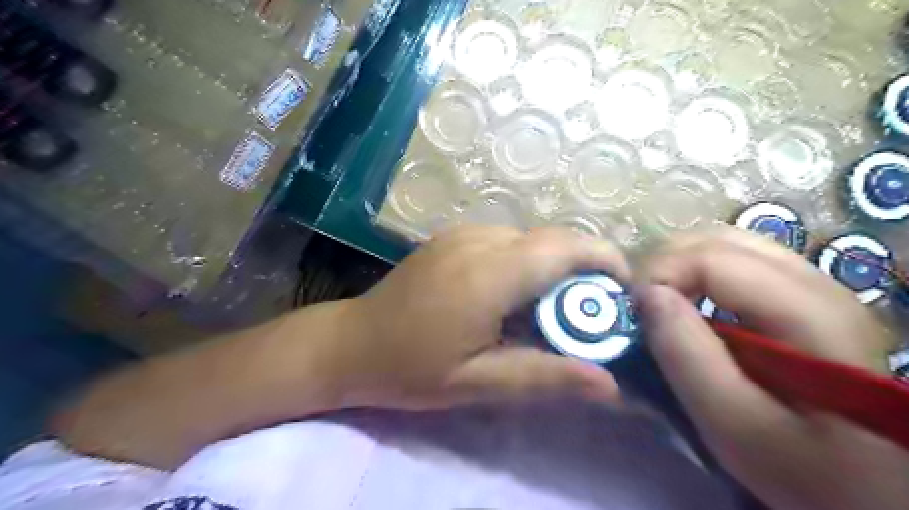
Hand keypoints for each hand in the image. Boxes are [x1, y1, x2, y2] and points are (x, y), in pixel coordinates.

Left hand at [332, 227, 629, 409]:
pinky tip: (512, 295)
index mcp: (488, 273)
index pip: (565, 247)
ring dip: (554, 266)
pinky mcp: (453, 236)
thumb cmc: (411, 368)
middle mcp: (479, 240)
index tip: (623, 293)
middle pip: (553, 239)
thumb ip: (543, 376)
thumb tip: (610, 382)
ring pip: (531, 238)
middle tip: (587, 314)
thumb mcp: (477, 383)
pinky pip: (506, 240)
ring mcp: (463, 233)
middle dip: (584, 268)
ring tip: (549, 310)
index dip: (605, 261)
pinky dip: (526, 261)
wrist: (352, 342)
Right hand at [637, 230, 908, 509]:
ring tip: (661, 302)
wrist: (867, 485)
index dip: (660, 275)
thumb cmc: (803, 467)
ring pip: (728, 243)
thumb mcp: (734, 424)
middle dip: (666, 263)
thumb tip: (647, 295)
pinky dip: (700, 273)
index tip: (633, 312)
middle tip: (642, 305)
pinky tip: (692, 303)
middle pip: (719, 238)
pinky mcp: (804, 297)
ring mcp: (814, 285)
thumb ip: (686, 356)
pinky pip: (738, 262)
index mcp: (809, 313)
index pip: (712, 258)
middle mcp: (817, 283)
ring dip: (681, 265)